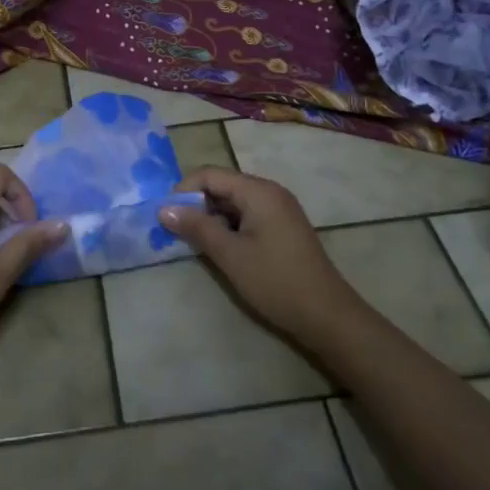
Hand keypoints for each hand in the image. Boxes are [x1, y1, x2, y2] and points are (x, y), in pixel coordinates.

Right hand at [159, 166, 357, 343]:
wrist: (326, 315)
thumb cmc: (275, 281)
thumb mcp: (230, 254)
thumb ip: (196, 227)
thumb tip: (163, 209)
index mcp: (259, 191)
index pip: (211, 174)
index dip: (184, 190)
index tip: (165, 214)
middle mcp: (270, 192)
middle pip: (223, 186)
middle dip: (196, 204)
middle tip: (175, 230)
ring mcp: (279, 210)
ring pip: (234, 203)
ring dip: (211, 218)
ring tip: (193, 242)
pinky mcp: (282, 228)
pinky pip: (247, 216)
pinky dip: (229, 227)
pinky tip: (220, 249)